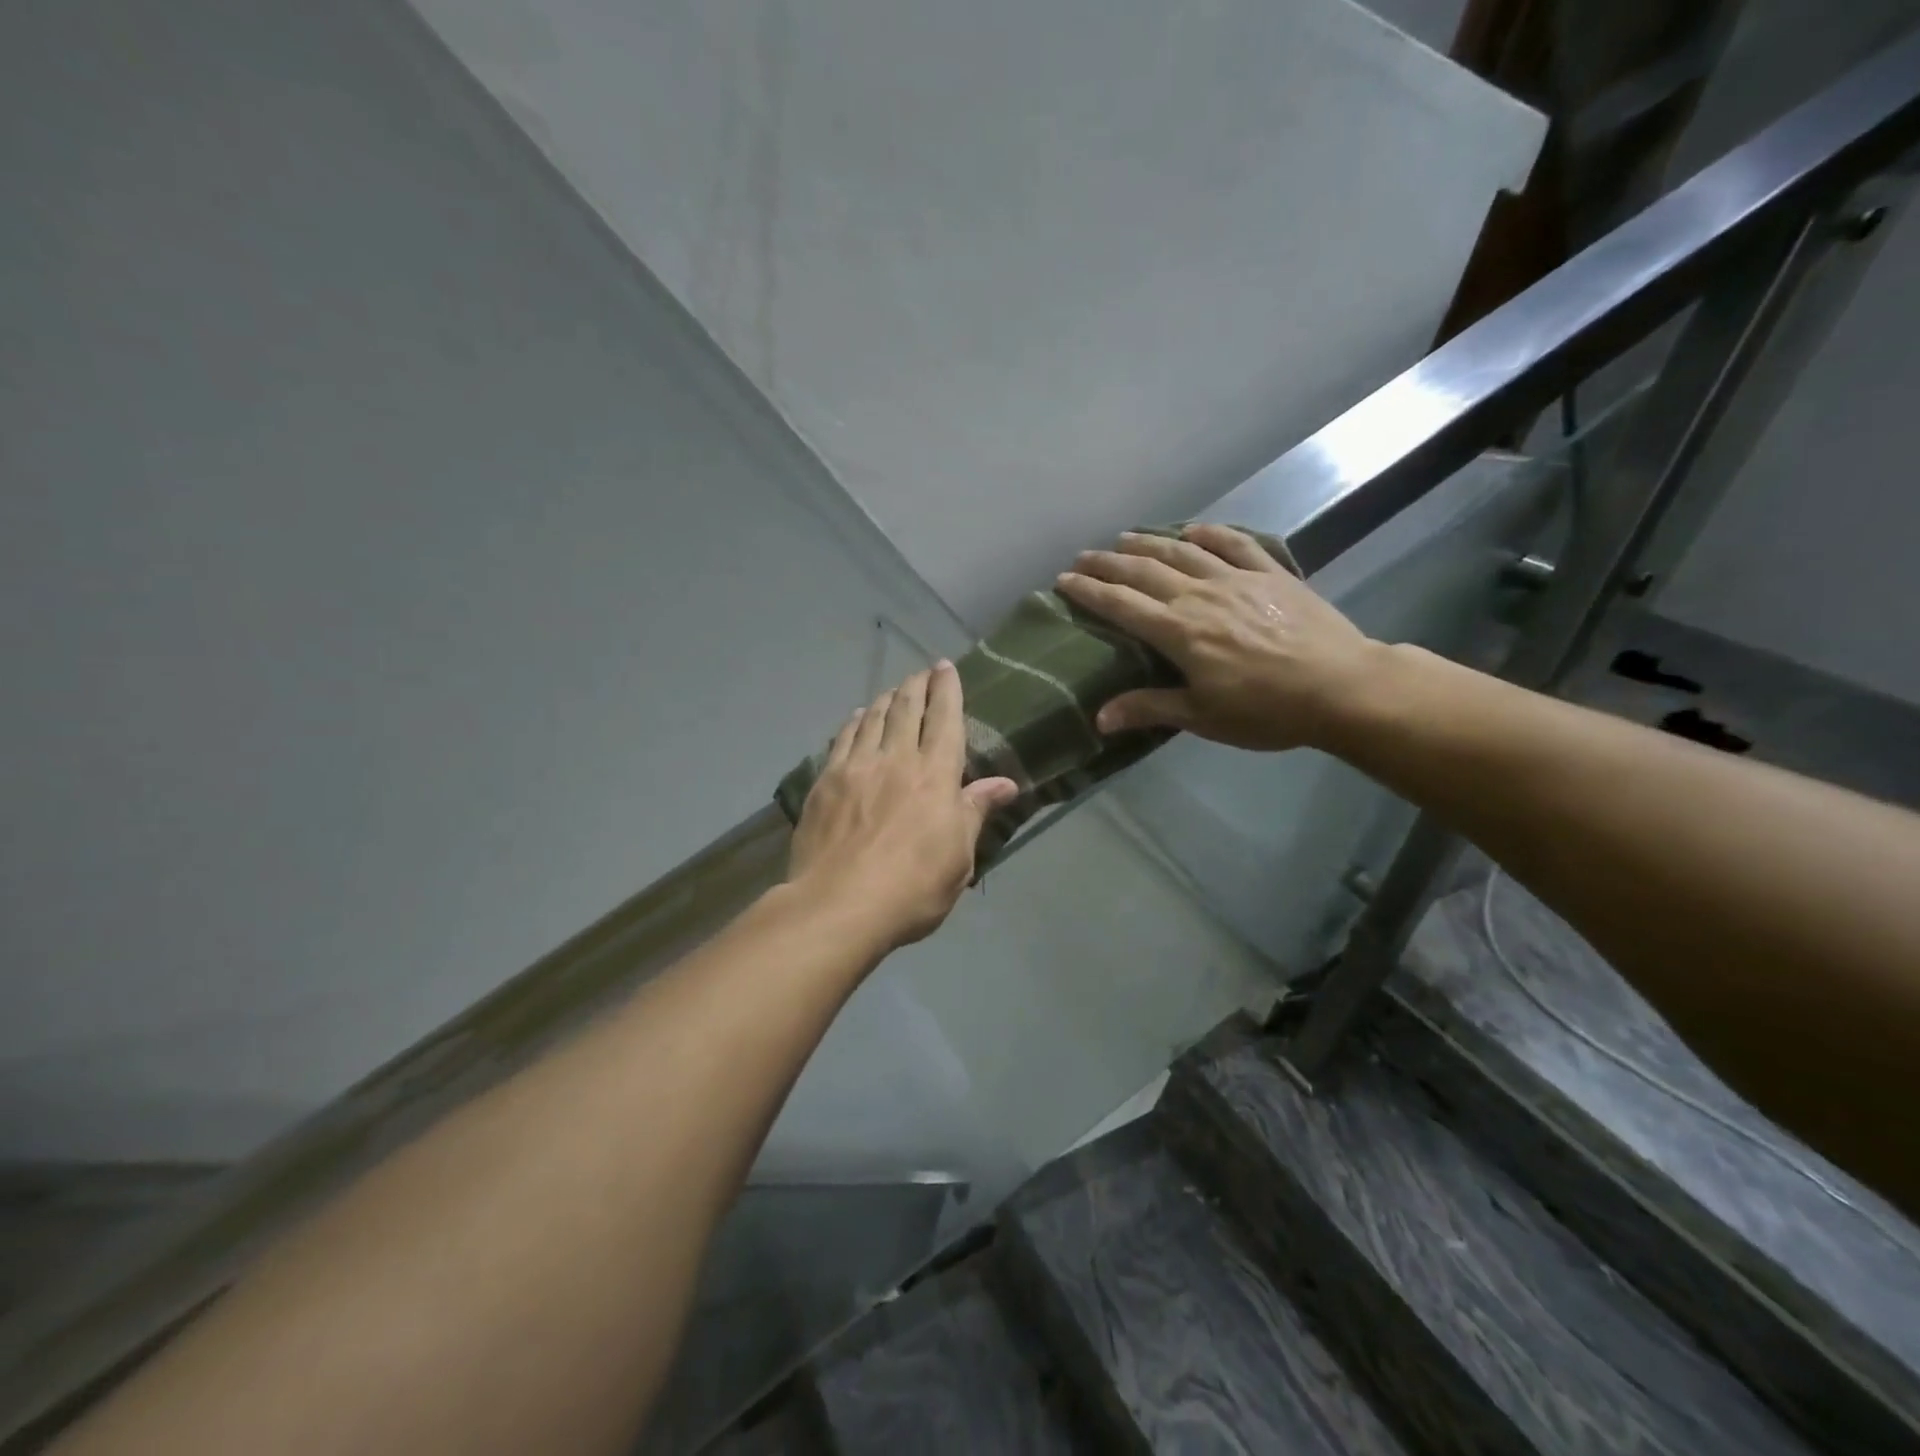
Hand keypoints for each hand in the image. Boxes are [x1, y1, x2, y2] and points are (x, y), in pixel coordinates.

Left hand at [788, 662, 1019, 950]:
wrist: (839, 905)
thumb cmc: (912, 888)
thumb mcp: (959, 857)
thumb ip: (975, 812)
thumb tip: (1006, 784)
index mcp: (936, 776)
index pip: (946, 720)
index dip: (948, 690)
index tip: (946, 667)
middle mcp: (897, 759)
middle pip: (907, 710)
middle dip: (917, 686)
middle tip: (922, 672)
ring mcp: (856, 767)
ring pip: (874, 718)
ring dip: (887, 698)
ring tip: (894, 690)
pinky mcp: (825, 782)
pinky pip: (842, 739)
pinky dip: (855, 721)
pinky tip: (858, 716)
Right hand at [1055, 524, 1386, 752]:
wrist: (1342, 687)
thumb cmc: (1267, 710)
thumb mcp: (1203, 717)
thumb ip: (1149, 709)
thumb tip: (1099, 718)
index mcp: (1180, 632)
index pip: (1122, 605)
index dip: (1089, 591)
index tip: (1064, 580)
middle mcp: (1200, 596)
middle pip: (1144, 572)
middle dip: (1109, 562)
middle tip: (1083, 556)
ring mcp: (1237, 579)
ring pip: (1182, 552)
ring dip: (1149, 542)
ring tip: (1125, 537)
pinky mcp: (1271, 574)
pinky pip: (1235, 544)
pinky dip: (1210, 533)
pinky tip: (1193, 530)